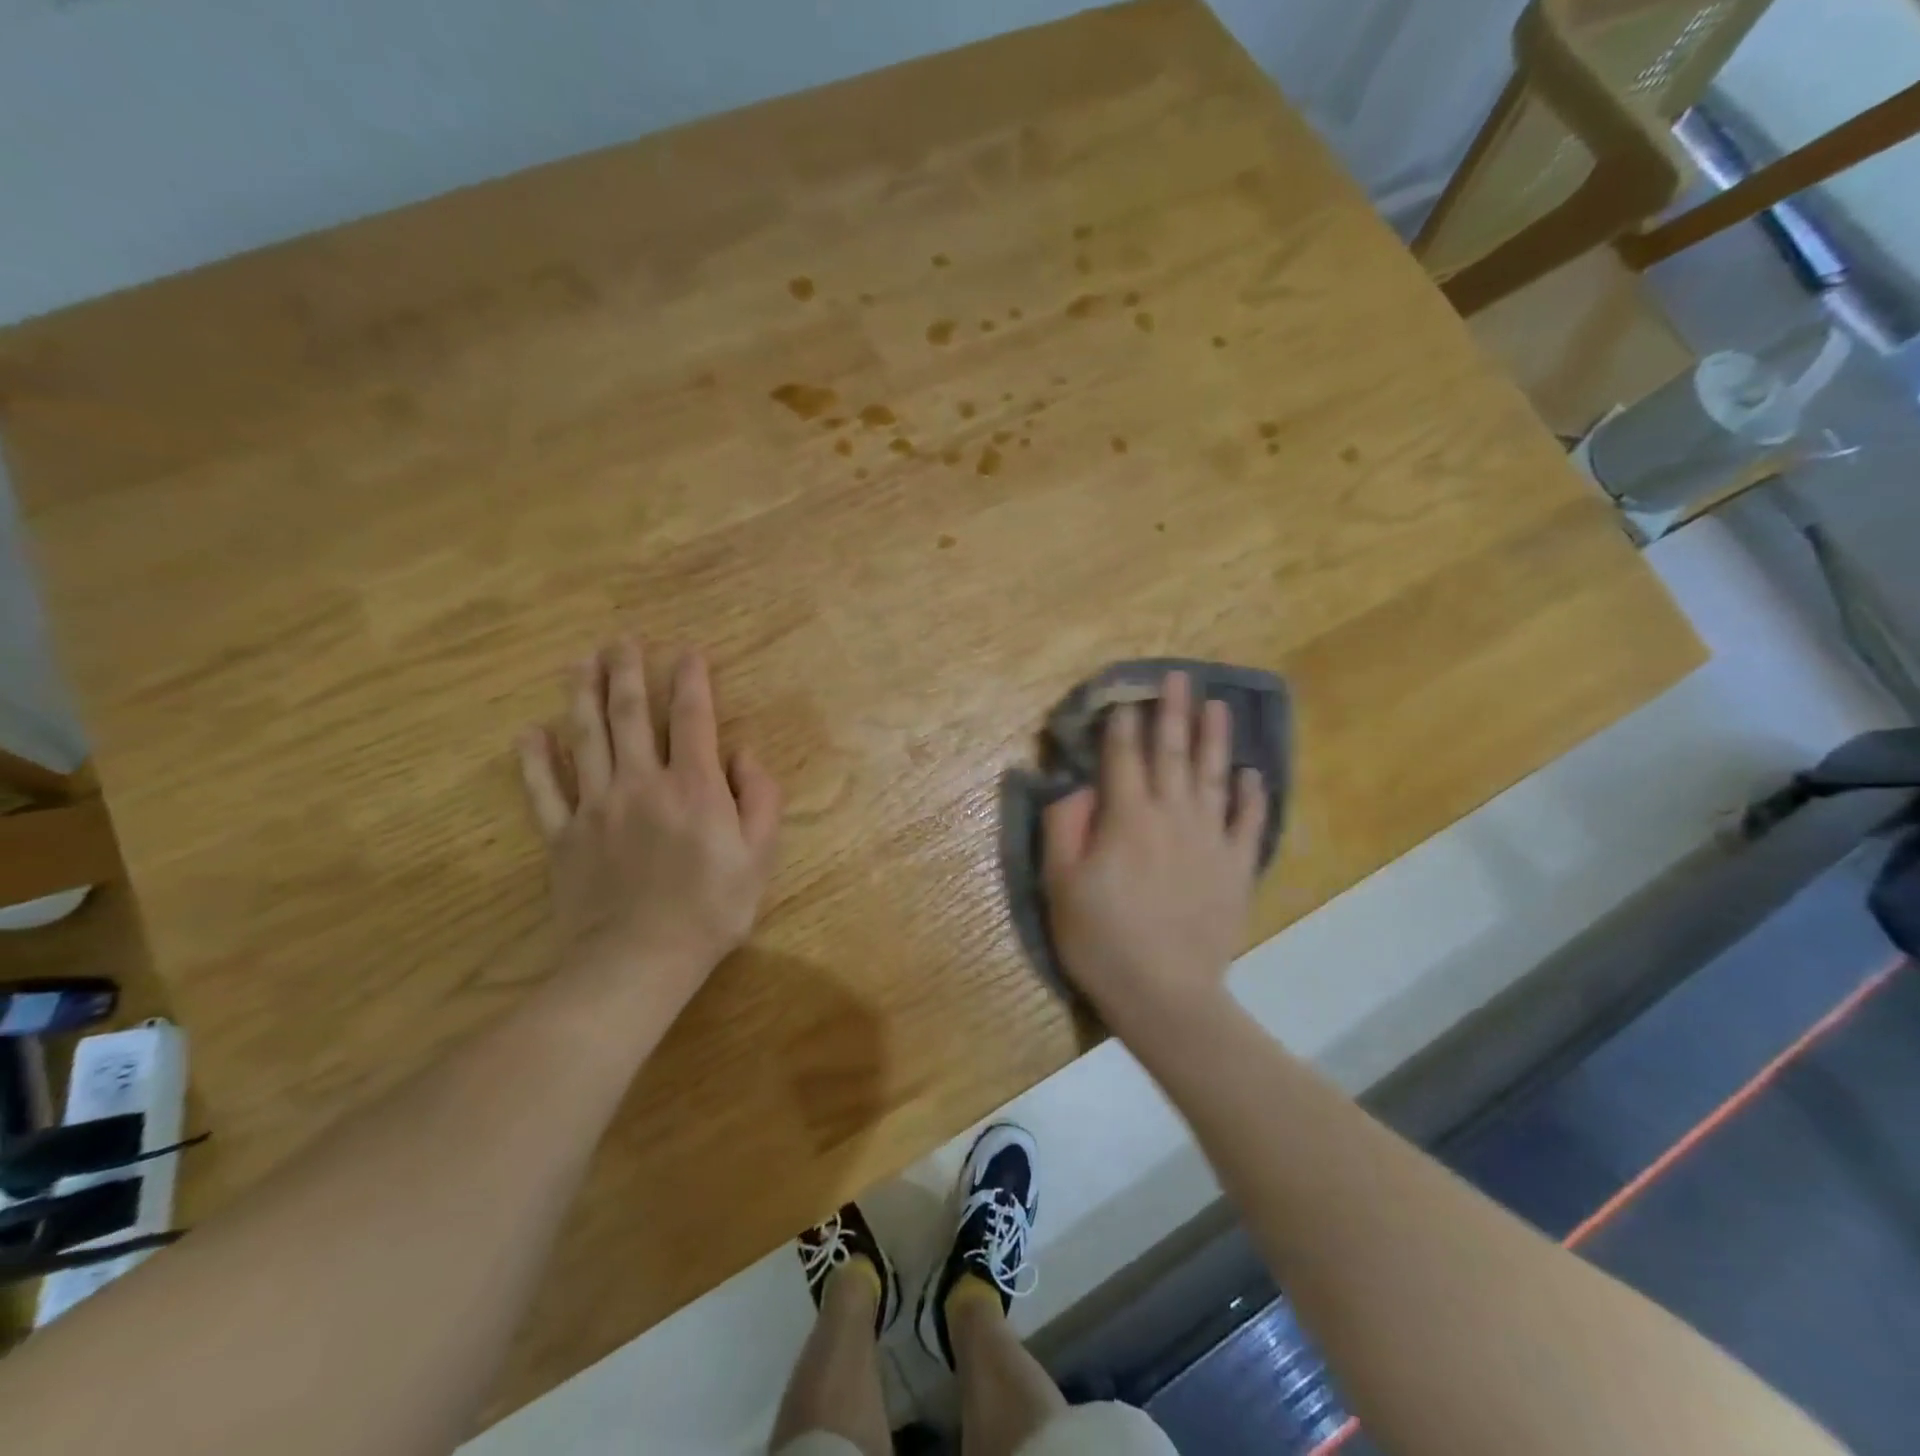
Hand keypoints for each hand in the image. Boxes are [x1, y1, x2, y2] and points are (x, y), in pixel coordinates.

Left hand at [517, 639, 780, 1016]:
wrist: (639, 959)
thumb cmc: (711, 908)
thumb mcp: (760, 856)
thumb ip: (759, 798)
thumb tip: (743, 753)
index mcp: (693, 787)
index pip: (692, 718)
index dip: (691, 680)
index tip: (687, 651)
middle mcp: (641, 783)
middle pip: (630, 715)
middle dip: (627, 672)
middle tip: (620, 639)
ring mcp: (596, 807)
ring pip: (585, 738)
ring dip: (582, 696)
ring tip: (579, 662)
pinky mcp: (563, 836)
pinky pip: (544, 790)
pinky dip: (535, 760)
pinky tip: (530, 732)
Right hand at [1042, 671, 1266, 1031]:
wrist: (1166, 994)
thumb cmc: (1102, 939)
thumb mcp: (1061, 885)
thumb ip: (1065, 828)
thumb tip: (1076, 786)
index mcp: (1127, 819)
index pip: (1124, 759)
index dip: (1124, 725)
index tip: (1128, 697)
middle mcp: (1172, 817)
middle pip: (1172, 754)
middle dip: (1174, 713)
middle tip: (1180, 677)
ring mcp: (1211, 840)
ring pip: (1213, 777)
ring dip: (1215, 739)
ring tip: (1218, 706)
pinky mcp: (1236, 868)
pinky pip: (1248, 823)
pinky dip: (1251, 796)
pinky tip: (1251, 774)